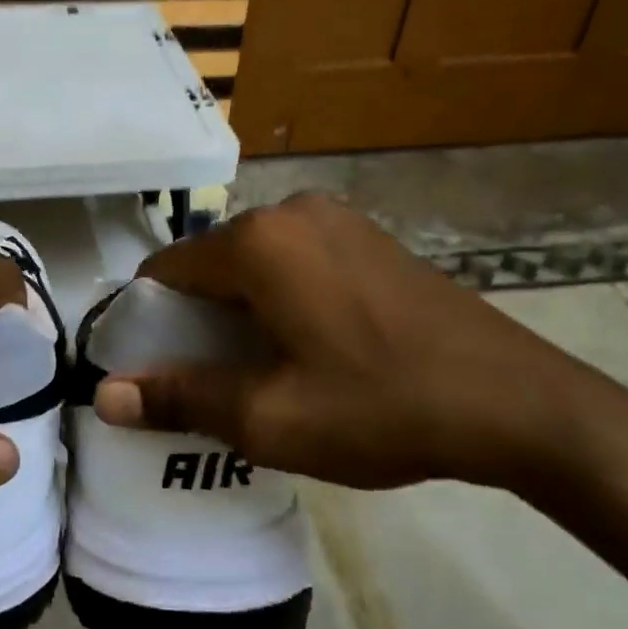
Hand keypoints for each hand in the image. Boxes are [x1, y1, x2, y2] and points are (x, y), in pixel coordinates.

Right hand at [93, 193, 627, 495]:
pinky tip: (311, 348)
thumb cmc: (381, 407)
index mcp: (258, 242)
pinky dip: (282, 299)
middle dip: (197, 320)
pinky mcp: (371, 238)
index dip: (149, 322)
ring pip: (255, 265)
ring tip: (261, 372)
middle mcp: (292, 212)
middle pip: (211, 266)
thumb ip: (180, 397)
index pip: (166, 271)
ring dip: (241, 312)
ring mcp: (338, 219)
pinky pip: (298, 262)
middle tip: (211, 384)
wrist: (523, 406)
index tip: (157, 371)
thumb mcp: (269, 417)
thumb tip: (104, 396)